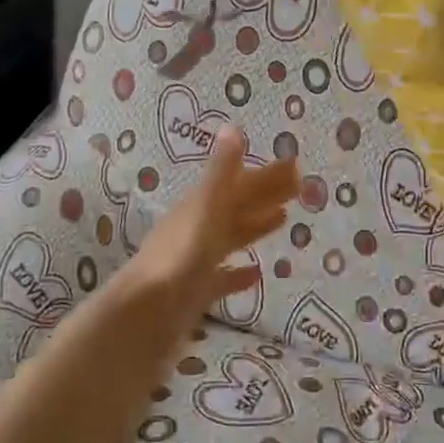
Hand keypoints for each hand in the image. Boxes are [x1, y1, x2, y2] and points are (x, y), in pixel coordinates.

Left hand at [118, 127, 297, 330]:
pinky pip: (221, 278)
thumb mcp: (205, 209)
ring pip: (230, 238)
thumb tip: (232, 127)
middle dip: (265, 196)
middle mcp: (196, 229)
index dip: (266, 175)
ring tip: (283, 219)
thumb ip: (221, 173)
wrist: (144, 315)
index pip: (239, 184)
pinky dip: (238, 274)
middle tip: (299, 188)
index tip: (295, 166)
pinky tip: (256, 274)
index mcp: (200, 206)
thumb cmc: (179, 257)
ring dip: (254, 227)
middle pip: (237, 207)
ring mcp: (194, 262)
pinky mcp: (194, 293)